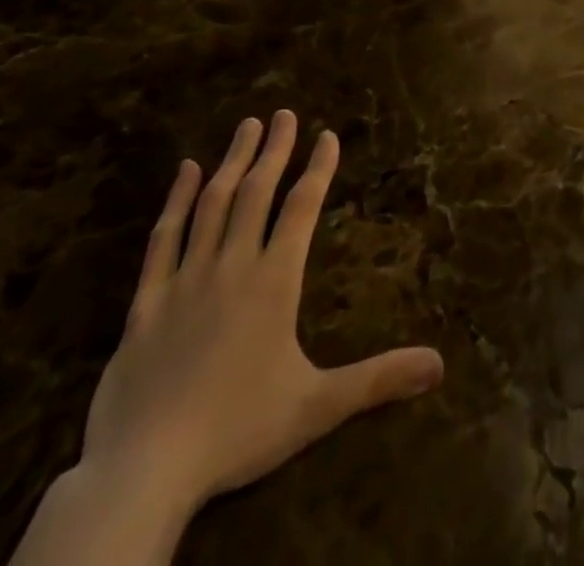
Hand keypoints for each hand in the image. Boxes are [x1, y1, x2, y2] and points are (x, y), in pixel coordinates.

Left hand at [78, 113, 444, 515]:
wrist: (144, 471)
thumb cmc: (238, 431)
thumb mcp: (317, 407)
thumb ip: (378, 379)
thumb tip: (439, 364)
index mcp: (274, 281)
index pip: (302, 208)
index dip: (318, 168)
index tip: (327, 135)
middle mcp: (232, 266)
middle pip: (256, 192)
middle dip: (274, 150)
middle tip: (284, 113)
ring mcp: (185, 279)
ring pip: (212, 204)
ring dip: (232, 161)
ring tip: (248, 126)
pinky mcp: (146, 302)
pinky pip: (163, 239)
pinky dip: (176, 200)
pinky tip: (185, 171)